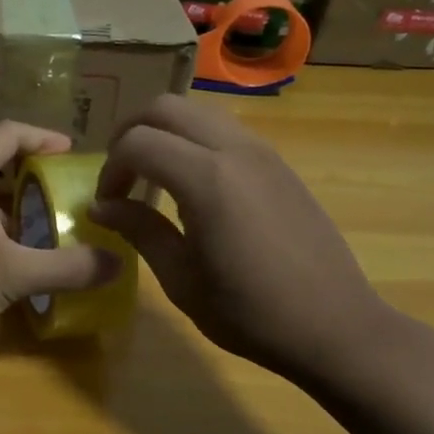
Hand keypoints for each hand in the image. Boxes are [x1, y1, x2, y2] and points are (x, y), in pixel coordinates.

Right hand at [89, 95, 394, 383]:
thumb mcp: (181, 278)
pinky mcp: (279, 164)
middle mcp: (235, 150)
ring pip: (198, 112)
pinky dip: (195, 141)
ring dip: (165, 133)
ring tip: (153, 176)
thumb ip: (139, 230)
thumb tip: (100, 207)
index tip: (107, 204)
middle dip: (131, 133)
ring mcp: (263, 152)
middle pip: (166, 107)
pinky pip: (225, 131)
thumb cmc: (248, 312)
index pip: (137, 142)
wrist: (333, 326)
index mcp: (206, 179)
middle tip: (121, 175)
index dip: (110, 169)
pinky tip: (193, 187)